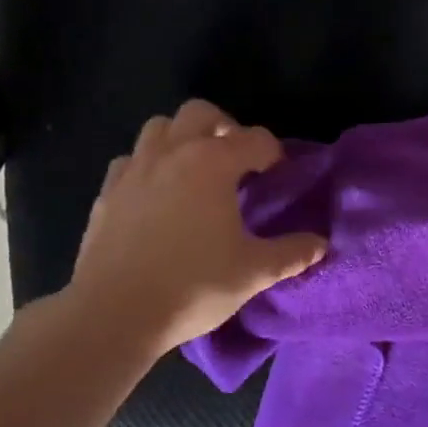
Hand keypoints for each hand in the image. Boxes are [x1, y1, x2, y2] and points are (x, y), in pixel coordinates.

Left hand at [65, 99, 326, 354]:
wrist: (114, 313)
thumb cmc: (193, 286)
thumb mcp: (254, 272)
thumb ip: (292, 253)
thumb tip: (320, 244)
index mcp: (212, 163)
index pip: (255, 139)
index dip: (273, 154)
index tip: (279, 177)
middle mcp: (172, 153)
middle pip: (201, 113)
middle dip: (225, 128)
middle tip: (237, 163)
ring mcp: (134, 169)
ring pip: (160, 128)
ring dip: (183, 139)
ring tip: (196, 173)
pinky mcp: (107, 192)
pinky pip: (131, 160)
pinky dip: (149, 166)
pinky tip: (157, 196)